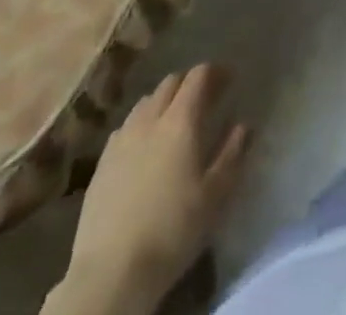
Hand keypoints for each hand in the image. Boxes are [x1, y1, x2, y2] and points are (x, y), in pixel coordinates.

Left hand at [58, 65, 250, 314]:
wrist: (110, 273)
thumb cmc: (172, 230)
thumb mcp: (214, 195)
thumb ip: (232, 153)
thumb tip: (244, 125)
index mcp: (180, 120)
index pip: (199, 76)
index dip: (216, 71)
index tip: (229, 79)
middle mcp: (150, 119)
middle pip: (171, 82)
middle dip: (189, 83)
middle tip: (204, 99)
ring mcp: (121, 139)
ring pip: (145, 102)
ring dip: (163, 101)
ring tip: (174, 120)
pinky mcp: (101, 163)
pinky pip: (125, 127)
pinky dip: (141, 124)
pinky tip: (144, 147)